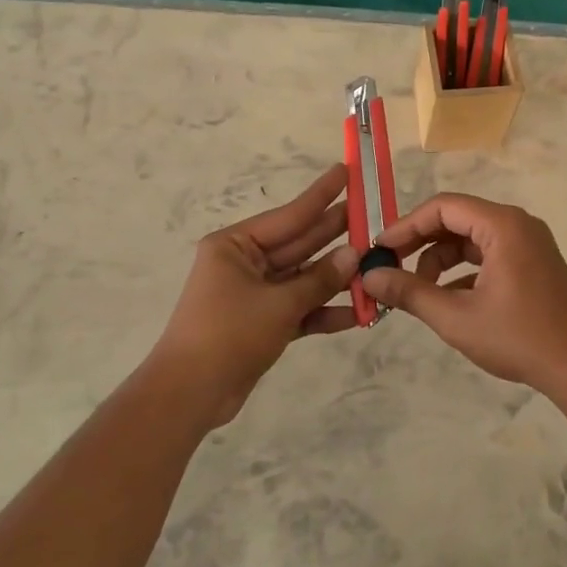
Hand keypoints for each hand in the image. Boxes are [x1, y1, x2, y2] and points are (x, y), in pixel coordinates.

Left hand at [150, 165, 358, 425]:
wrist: (190, 394)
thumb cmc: (228, 334)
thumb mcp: (278, 304)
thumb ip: (320, 279)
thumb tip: (354, 254)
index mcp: (236, 246)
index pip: (289, 215)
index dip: (321, 195)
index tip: (346, 171)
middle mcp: (245, 263)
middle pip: (299, 244)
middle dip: (335, 234)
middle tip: (373, 215)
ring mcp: (255, 294)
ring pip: (303, 278)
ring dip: (337, 278)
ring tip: (376, 264)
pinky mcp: (263, 323)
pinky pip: (300, 308)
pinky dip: (325, 311)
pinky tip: (360, 313)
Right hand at [362, 193, 566, 392]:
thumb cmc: (518, 338)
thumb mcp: (455, 317)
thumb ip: (410, 292)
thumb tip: (369, 276)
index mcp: (502, 225)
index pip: (442, 207)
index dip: (406, 226)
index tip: (379, 249)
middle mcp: (517, 224)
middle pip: (456, 219)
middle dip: (421, 243)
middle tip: (390, 267)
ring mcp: (529, 243)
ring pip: (472, 239)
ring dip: (441, 260)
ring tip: (419, 291)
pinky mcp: (534, 263)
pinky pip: (489, 254)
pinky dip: (464, 271)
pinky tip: (449, 300)